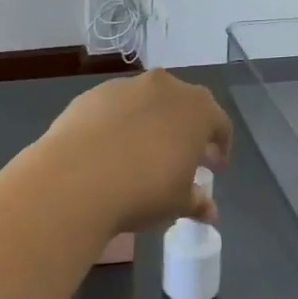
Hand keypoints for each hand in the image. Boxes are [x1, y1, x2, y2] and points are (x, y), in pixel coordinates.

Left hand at [41, 70, 232, 233]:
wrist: (76, 178)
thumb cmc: (143, 189)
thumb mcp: (177, 203)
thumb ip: (197, 202)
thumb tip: (209, 212)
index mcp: (196, 109)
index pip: (219, 123)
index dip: (220, 146)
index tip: (215, 168)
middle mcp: (165, 87)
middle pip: (183, 105)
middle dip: (186, 130)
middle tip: (182, 158)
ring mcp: (126, 86)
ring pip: (147, 102)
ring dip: (151, 122)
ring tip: (143, 153)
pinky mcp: (93, 94)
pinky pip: (115, 107)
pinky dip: (119, 123)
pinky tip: (110, 149)